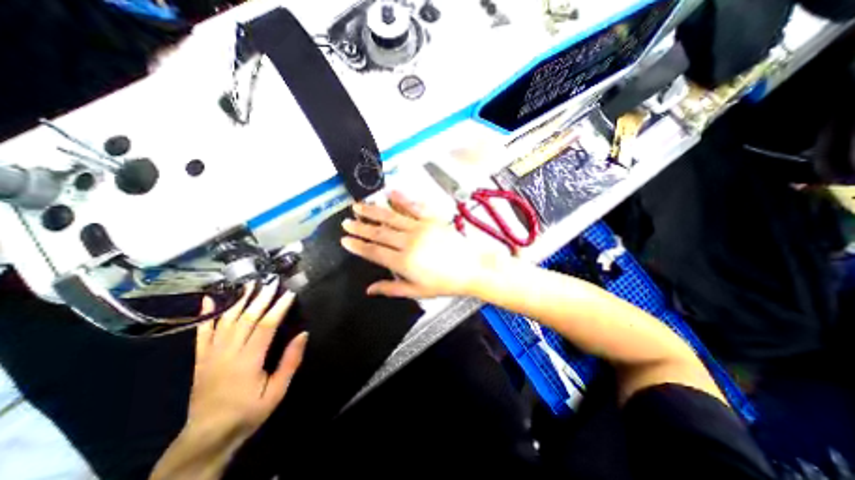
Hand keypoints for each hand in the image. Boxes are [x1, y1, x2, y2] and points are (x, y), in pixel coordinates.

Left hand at [188, 279, 309, 443]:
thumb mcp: (277, 392)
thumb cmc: (249, 412)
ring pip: (225, 320)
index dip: (278, 308)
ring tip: (249, 283)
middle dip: (260, 298)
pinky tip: (208, 299)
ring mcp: (210, 354)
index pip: (265, 326)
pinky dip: (206, 314)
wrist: (208, 436)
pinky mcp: (200, 358)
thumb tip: (303, 334)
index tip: (289, 293)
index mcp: (248, 361)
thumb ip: (290, 362)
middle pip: (245, 318)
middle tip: (272, 281)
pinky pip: (201, 332)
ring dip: (238, 300)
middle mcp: (227, 353)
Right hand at [341, 189, 502, 296]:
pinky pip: (414, 207)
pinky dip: (401, 199)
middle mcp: (409, 242)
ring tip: (358, 206)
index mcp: (404, 262)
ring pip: (391, 217)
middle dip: (360, 227)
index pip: (374, 252)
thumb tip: (370, 289)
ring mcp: (421, 228)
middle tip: (346, 221)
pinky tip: (390, 193)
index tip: (345, 240)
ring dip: (373, 211)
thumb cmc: (446, 283)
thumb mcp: (418, 291)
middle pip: (379, 233)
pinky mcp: (432, 219)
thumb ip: (392, 289)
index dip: (358, 246)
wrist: (472, 268)